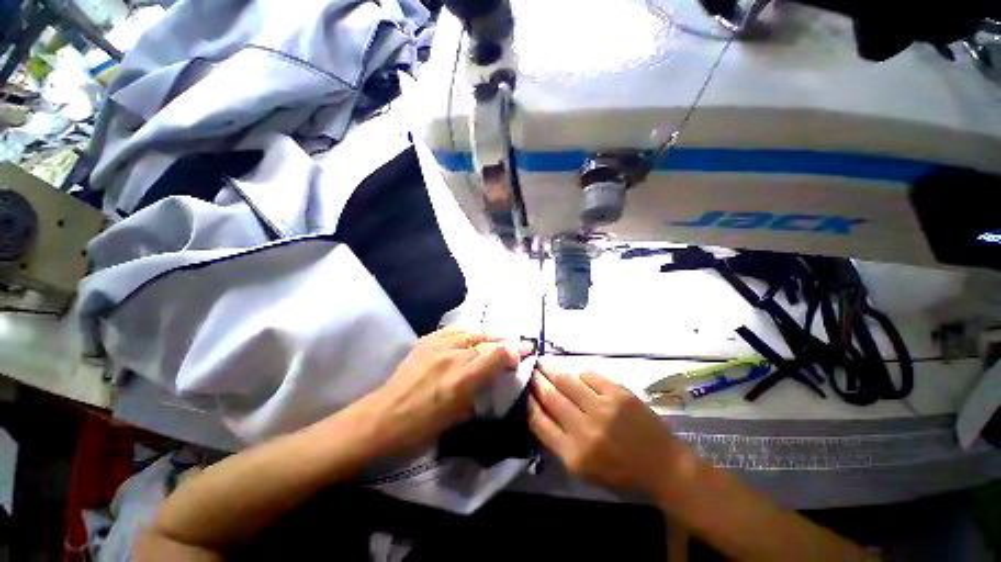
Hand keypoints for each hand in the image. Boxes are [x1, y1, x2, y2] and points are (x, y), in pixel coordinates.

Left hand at [363, 327, 525, 456]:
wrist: (384, 418)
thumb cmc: (423, 428)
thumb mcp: (459, 417)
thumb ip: (482, 392)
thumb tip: (497, 376)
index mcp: (462, 381)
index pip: (497, 356)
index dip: (514, 352)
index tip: (522, 354)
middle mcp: (452, 357)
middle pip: (487, 340)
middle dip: (506, 341)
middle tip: (516, 343)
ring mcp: (438, 345)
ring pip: (472, 331)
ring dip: (489, 335)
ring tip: (497, 338)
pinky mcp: (427, 340)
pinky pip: (454, 330)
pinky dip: (468, 332)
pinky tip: (472, 335)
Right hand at [528, 363, 686, 498]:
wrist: (663, 466)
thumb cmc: (621, 473)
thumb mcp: (585, 470)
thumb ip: (560, 443)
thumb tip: (541, 413)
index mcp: (574, 454)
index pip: (540, 423)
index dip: (529, 404)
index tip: (523, 392)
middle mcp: (585, 429)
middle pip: (551, 398)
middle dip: (537, 382)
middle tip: (530, 370)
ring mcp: (602, 408)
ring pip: (567, 382)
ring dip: (552, 370)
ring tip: (543, 363)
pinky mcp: (618, 394)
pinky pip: (590, 376)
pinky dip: (580, 373)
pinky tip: (575, 373)